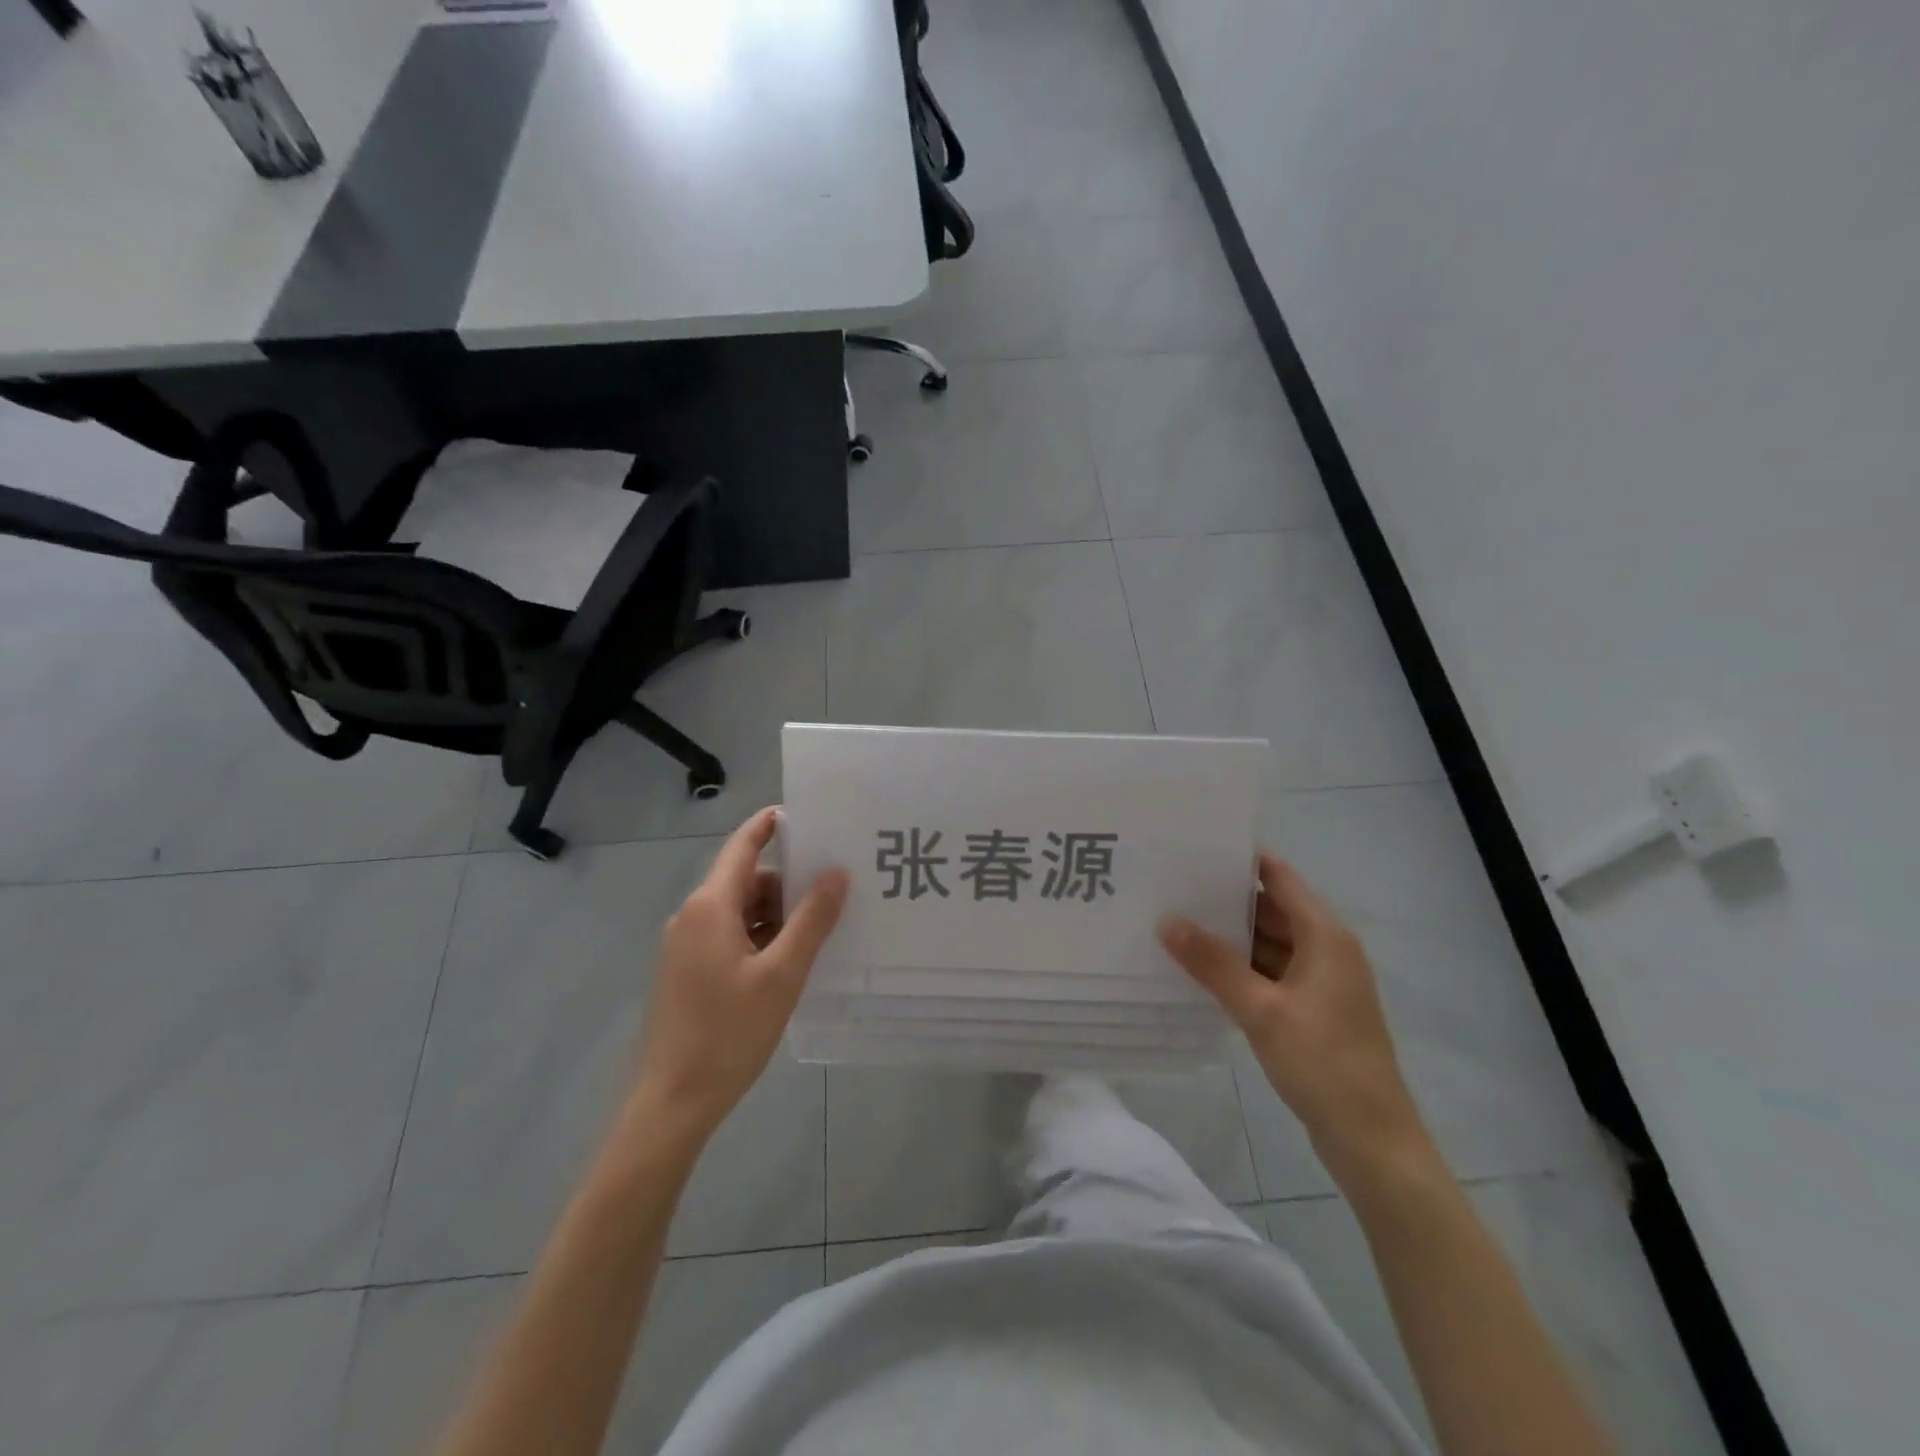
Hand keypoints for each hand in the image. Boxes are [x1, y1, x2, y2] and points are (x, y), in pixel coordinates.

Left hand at [628, 807, 848, 1143]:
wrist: (672, 1102)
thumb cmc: (729, 1032)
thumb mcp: (783, 974)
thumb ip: (812, 920)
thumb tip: (836, 873)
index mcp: (710, 907)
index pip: (742, 847)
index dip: (770, 825)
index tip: (805, 813)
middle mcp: (692, 916)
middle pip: (745, 880)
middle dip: (787, 882)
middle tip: (834, 889)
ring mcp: (686, 945)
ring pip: (739, 911)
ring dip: (776, 914)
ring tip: (820, 929)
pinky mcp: (687, 970)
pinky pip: (729, 935)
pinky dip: (760, 936)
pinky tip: (789, 960)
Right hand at [1158, 855, 1435, 1186]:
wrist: (1372, 1141)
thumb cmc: (1323, 1064)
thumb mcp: (1261, 1010)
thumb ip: (1213, 963)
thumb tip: (1168, 921)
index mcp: (1325, 936)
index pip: (1280, 878)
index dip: (1241, 860)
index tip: (1194, 848)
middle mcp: (1327, 949)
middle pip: (1272, 908)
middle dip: (1225, 898)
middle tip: (1172, 885)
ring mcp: (1321, 981)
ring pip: (1269, 942)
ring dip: (1231, 936)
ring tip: (1177, 921)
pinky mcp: (1312, 1009)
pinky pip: (1271, 972)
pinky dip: (1241, 966)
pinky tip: (1202, 968)